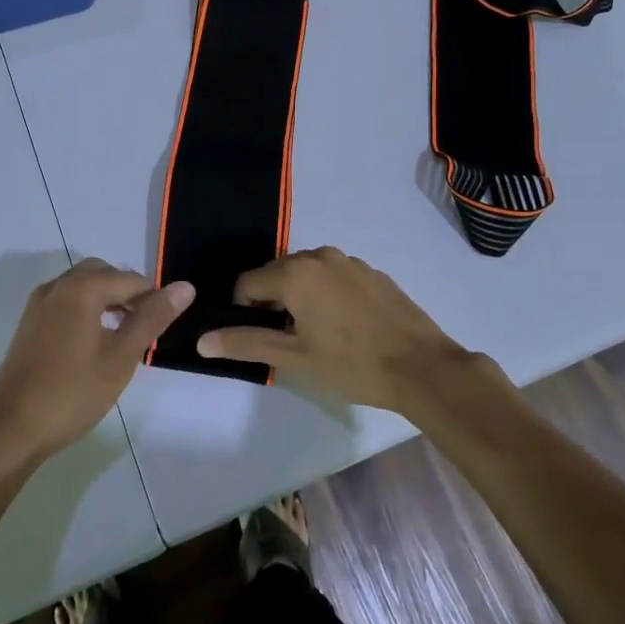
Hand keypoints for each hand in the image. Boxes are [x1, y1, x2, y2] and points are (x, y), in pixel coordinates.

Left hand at [0, 259, 193, 462]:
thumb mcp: (122, 357)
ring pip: (83, 286)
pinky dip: (86, 310)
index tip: (163, 330)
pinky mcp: (29, 324)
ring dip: (107, 300)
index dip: (154, 300)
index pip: (132, 280)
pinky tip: (93, 344)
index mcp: (83, 288)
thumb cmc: (72, 393)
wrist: (9, 430)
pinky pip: (66, 301)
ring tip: (123, 337)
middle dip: (128, 294)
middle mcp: (59, 285)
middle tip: (144, 329)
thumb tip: (185, 286)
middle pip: (104, 273)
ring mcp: (39, 304)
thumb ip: (153, 318)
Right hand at [196, 247, 475, 413]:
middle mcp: (319, 255)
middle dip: (272, 302)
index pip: (247, 282)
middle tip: (287, 340)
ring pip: (307, 274)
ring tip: (316, 334)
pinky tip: (345, 326)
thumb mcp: (294, 358)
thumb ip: (246, 343)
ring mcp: (350, 261)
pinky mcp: (372, 272)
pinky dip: (327, 294)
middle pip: (277, 274)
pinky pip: (334, 276)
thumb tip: (202, 340)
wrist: (422, 367)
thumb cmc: (352, 364)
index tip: (259, 338)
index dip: (243, 311)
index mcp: (295, 272)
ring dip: (300, 297)